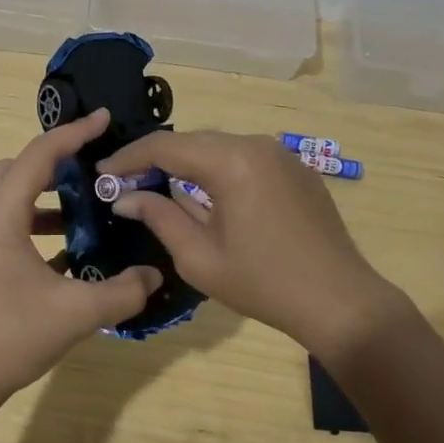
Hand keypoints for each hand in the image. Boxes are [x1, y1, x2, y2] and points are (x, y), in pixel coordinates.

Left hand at [0, 108, 162, 412]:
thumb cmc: (9, 336)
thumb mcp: (75, 313)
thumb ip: (122, 291)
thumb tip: (155, 276)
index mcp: (0, 214)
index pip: (39, 155)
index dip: (74, 133)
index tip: (104, 118)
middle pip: (17, 166)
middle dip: (55, 160)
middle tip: (92, 168)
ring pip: (7, 193)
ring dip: (43, 193)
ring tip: (82, 210)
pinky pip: (3, 220)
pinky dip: (32, 219)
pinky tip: (62, 251)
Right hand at [100, 130, 400, 355]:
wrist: (341, 301)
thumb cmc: (263, 283)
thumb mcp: (199, 257)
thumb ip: (159, 216)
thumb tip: (124, 197)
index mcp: (230, 161)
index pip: (165, 147)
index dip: (129, 157)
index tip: (102, 172)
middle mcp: (255, 144)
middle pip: (192, 141)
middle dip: (156, 158)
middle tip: (126, 181)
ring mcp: (280, 154)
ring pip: (219, 147)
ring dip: (188, 163)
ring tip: (160, 186)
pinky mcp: (296, 168)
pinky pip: (244, 158)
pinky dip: (218, 169)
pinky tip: (206, 195)